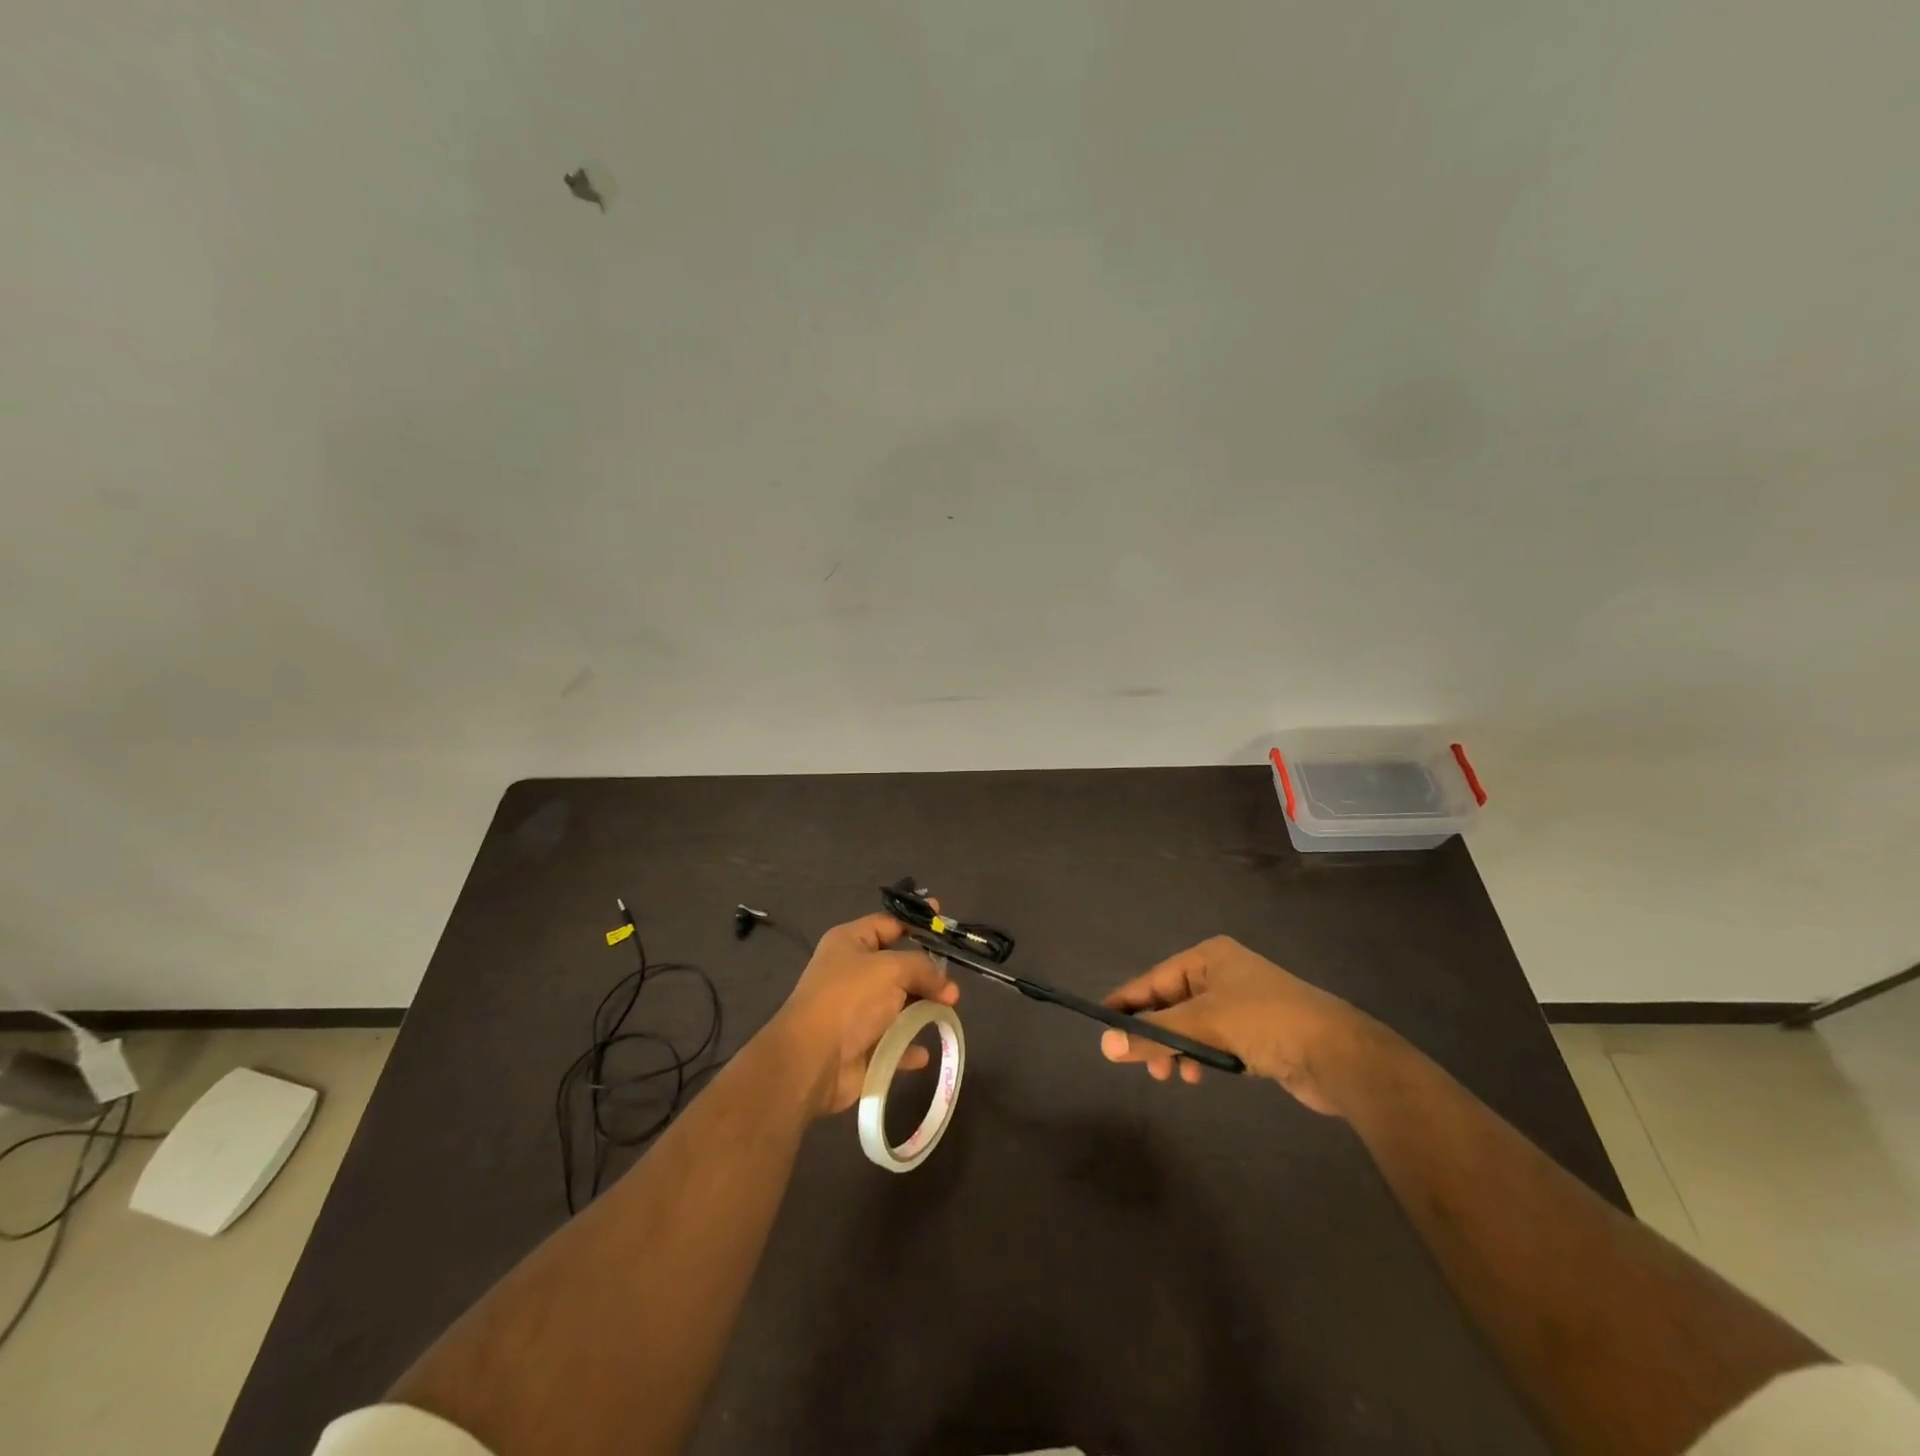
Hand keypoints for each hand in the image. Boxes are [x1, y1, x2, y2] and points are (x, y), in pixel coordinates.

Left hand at [771, 913, 958, 1116]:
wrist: (813, 1059)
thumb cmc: (850, 999)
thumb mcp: (891, 969)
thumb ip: (924, 969)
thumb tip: (948, 987)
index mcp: (850, 942)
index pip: (888, 923)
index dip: (915, 920)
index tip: (942, 917)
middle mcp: (851, 972)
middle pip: (897, 965)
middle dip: (926, 973)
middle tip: (952, 985)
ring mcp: (855, 1010)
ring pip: (898, 1003)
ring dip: (922, 1009)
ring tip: (947, 1012)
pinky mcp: (860, 1044)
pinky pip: (893, 1041)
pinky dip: (908, 1045)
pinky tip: (923, 1051)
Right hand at [1098, 936, 1376, 1114]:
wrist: (1340, 1056)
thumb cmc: (1267, 1023)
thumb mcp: (1203, 1026)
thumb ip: (1153, 1035)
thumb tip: (1105, 1044)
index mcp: (1209, 957)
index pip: (1153, 979)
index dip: (1126, 1003)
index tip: (1101, 1026)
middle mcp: (1223, 973)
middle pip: (1170, 1002)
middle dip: (1154, 1033)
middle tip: (1141, 1064)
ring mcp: (1242, 1002)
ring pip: (1191, 1025)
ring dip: (1176, 1048)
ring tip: (1171, 1075)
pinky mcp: (1257, 1031)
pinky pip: (1213, 1040)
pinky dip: (1200, 1055)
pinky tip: (1198, 1075)